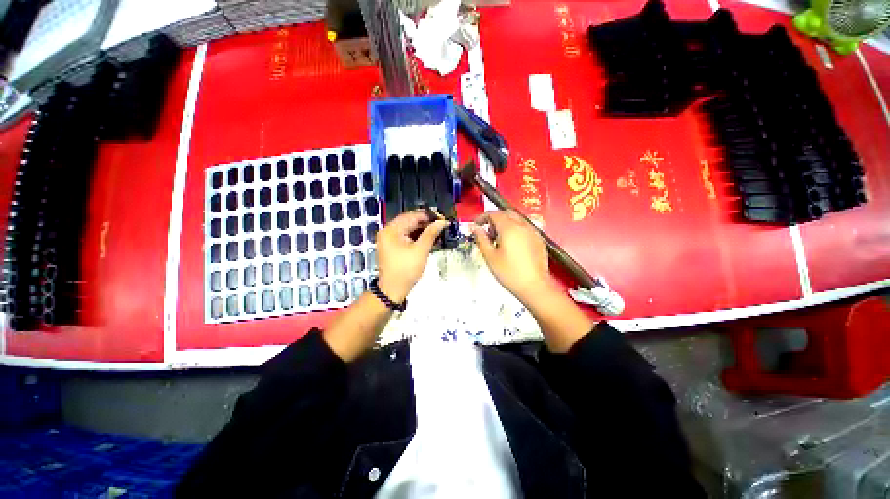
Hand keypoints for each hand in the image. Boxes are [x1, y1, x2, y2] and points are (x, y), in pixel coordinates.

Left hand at [376, 210, 448, 301]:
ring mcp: (389, 239)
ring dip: (422, 229)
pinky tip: (428, 238)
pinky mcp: (392, 246)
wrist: (393, 290)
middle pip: (409, 221)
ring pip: (408, 228)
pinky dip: (416, 236)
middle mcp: (387, 231)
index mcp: (391, 230)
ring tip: (437, 231)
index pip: (412, 216)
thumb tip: (442, 222)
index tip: (442, 218)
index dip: (428, 216)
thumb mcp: (421, 250)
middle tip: (441, 224)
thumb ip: (431, 233)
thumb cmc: (406, 270)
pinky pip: (405, 236)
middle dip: (426, 222)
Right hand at [472, 210, 553, 303]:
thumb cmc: (509, 273)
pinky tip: (512, 244)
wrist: (534, 286)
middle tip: (487, 232)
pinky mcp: (539, 239)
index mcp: (509, 228)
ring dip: (505, 223)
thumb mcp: (489, 256)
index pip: (493, 214)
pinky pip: (525, 227)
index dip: (482, 217)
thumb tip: (474, 228)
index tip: (476, 224)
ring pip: (517, 219)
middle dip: (494, 218)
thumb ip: (481, 239)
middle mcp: (522, 226)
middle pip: (506, 213)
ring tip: (499, 239)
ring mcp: (533, 232)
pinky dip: (516, 229)